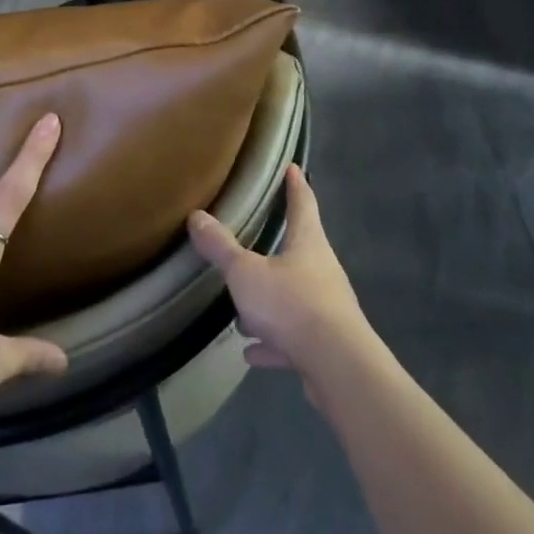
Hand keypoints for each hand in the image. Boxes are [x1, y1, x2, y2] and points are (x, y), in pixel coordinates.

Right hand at [187, 165, 372, 380]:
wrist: (337, 366)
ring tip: (243, 313)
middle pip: (300, 250)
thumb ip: (221, 248)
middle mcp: (322, 271)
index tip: (293, 167)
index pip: (303, 203)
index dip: (295, 184)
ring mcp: (326, 309)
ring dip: (269, 304)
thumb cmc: (291, 304)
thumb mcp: (246, 273)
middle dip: (277, 248)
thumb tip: (196, 216)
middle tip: (255, 243)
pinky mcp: (324, 345)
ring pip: (293, 298)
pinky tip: (252, 352)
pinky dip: (273, 343)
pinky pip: (292, 338)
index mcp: (308, 243)